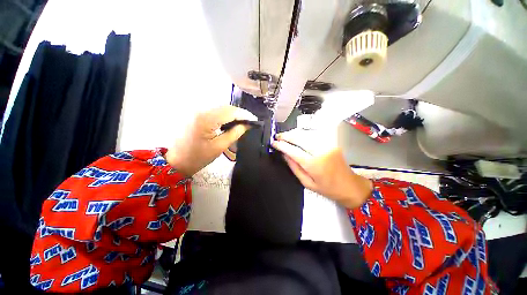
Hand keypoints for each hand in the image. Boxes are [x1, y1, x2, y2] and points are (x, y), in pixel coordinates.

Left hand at [165, 105, 256, 175]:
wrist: (177, 161)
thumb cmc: (198, 157)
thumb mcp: (220, 146)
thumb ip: (235, 133)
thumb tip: (247, 125)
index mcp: (206, 119)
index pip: (230, 111)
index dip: (245, 114)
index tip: (254, 120)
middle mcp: (200, 110)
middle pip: (226, 107)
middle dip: (240, 114)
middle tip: (250, 122)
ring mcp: (197, 111)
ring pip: (221, 108)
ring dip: (233, 114)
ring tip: (242, 122)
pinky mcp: (196, 114)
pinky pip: (214, 111)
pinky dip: (225, 115)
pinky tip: (230, 122)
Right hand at [271, 128, 372, 208]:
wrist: (350, 185)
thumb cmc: (328, 188)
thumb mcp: (307, 183)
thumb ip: (294, 167)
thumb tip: (284, 155)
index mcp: (314, 164)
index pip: (293, 150)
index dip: (282, 145)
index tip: (273, 143)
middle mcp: (321, 151)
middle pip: (300, 138)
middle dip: (286, 136)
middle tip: (277, 137)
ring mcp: (327, 144)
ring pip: (306, 134)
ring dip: (294, 133)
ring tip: (285, 136)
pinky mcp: (331, 142)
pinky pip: (313, 135)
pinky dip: (303, 134)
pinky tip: (297, 136)